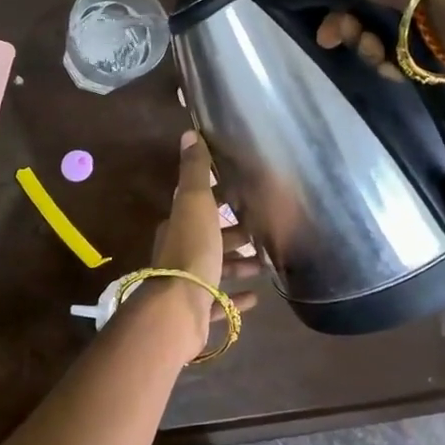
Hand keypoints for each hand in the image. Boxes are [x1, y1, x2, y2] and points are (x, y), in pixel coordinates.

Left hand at [145, 131, 259, 361]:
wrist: (179, 307)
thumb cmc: (192, 250)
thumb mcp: (195, 203)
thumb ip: (195, 171)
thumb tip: (189, 134)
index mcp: (178, 226)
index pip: (200, 207)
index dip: (220, 200)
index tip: (245, 197)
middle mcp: (180, 253)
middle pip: (210, 238)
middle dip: (234, 234)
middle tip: (263, 231)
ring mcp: (188, 284)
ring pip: (216, 270)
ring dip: (239, 265)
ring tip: (265, 263)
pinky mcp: (197, 311)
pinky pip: (220, 302)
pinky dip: (236, 298)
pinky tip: (256, 296)